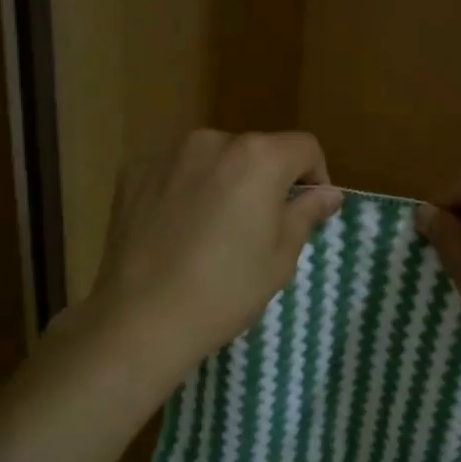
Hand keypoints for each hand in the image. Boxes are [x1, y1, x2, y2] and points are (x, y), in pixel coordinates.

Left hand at [91, 130, 342, 375]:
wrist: (142, 319)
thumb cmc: (226, 290)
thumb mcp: (281, 257)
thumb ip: (306, 213)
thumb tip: (327, 193)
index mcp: (258, 158)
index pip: (304, 147)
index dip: (315, 176)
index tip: (307, 210)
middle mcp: (212, 142)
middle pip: (255, 151)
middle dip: (266, 180)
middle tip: (259, 227)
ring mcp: (167, 155)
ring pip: (212, 160)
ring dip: (224, 183)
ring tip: (213, 230)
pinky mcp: (133, 174)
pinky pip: (174, 173)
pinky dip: (184, 191)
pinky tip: (177, 231)